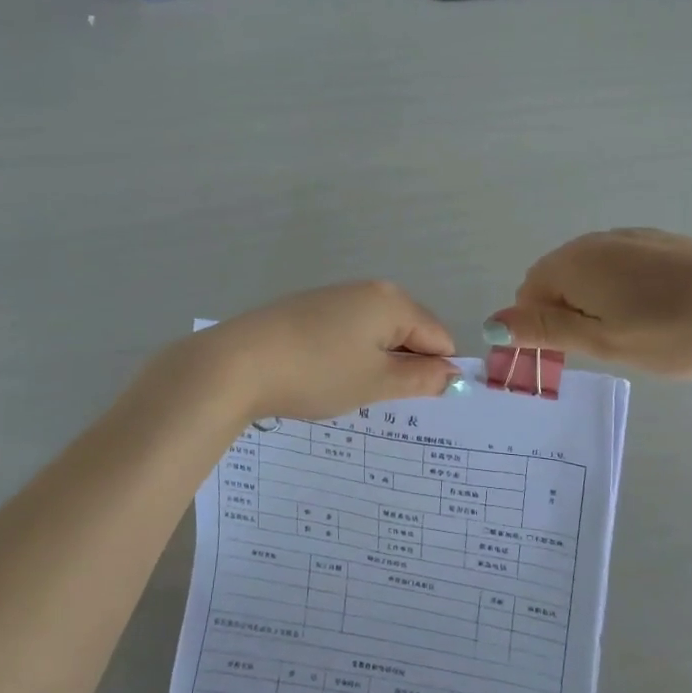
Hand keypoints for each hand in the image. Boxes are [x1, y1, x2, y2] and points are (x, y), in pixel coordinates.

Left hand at [190, 281, 461, 420]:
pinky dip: (349, 355)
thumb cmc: (317, 373)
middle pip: (411, 331)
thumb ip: (421, 378)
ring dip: (377, 363)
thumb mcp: (376, 382)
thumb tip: (453, 374)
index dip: (437, 372)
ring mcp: (337, 296)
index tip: (418, 402)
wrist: (238, 363)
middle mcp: (370, 290)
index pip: (440, 337)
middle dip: (406, 366)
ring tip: (350, 390)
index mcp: (393, 302)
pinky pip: (349, 331)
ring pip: (378, 333)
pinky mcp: (310, 308)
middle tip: (382, 399)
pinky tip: (325, 376)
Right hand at [486, 228, 691, 378]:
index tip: (572, 358)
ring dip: (597, 306)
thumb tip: (491, 322)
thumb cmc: (675, 330)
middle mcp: (595, 241)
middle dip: (568, 316)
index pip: (528, 294)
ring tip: (637, 336)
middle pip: (557, 281)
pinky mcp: (662, 242)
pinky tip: (660, 314)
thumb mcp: (604, 341)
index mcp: (573, 263)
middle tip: (607, 350)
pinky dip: (625, 293)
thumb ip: (546, 329)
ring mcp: (632, 237)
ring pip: (592, 275)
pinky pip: (622, 268)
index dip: (540, 329)